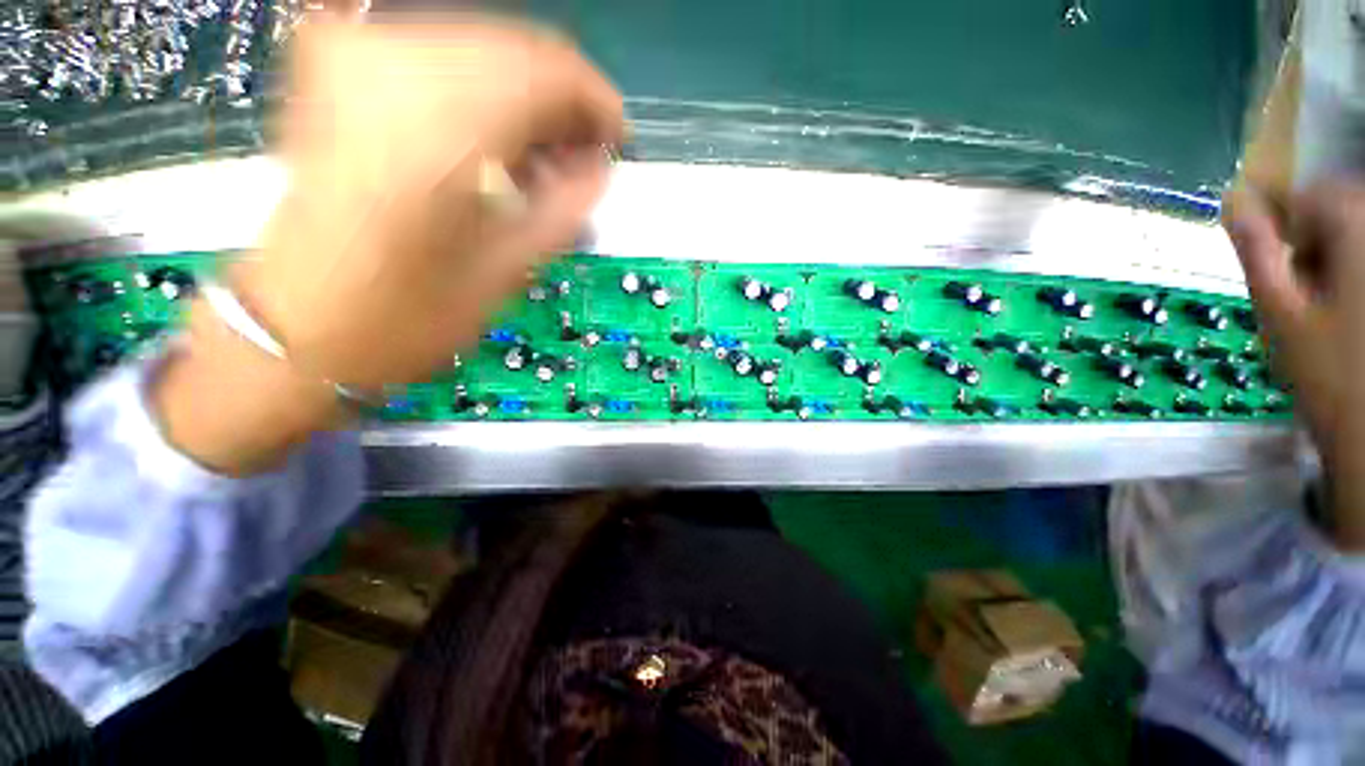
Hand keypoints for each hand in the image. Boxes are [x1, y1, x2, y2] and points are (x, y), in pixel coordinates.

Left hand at [155, 18, 623, 474]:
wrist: (298, 320)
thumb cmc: (407, 317)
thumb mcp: (508, 271)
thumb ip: (565, 207)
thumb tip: (599, 165)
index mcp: (438, 130)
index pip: (549, 71)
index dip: (596, 102)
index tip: (615, 142)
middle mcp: (388, 66)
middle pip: (517, 46)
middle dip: (562, 101)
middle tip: (580, 157)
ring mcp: (351, 55)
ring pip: (481, 42)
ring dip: (525, 97)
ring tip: (539, 159)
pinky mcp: (335, 64)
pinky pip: (440, 50)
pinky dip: (482, 89)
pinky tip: (493, 142)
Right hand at [1225, 181, 1364, 548]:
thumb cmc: (1327, 374)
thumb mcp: (1280, 311)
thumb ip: (1258, 250)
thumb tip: (1233, 201)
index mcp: (1356, 233)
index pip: (1316, 193)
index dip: (1290, 218)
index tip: (1276, 256)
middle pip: (1344, 213)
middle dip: (1316, 243)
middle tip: (1301, 291)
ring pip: (1359, 241)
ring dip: (1336, 263)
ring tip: (1324, 310)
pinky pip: (1364, 266)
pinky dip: (1353, 280)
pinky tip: (1347, 318)